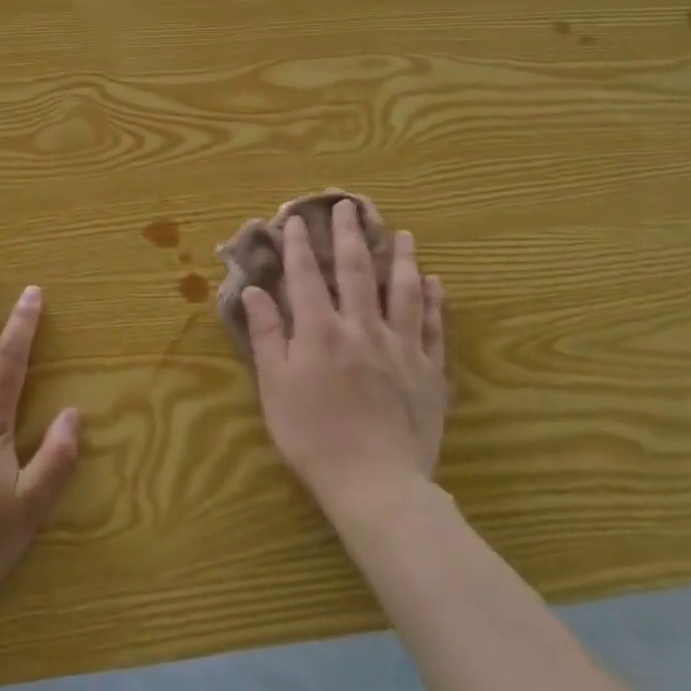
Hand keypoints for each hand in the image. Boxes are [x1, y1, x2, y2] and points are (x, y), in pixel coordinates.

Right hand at [242, 201, 446, 521]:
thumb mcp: (275, 387)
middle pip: (357, 271)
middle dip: (350, 235)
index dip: (300, 245)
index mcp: (320, 331)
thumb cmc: (313, 436)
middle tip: (349, 206)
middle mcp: (362, 327)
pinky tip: (435, 282)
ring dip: (401, 258)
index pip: (307, 276)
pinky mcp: (429, 371)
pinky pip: (435, 327)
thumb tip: (254, 291)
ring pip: (404, 291)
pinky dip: (435, 301)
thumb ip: (266, 334)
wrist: (375, 483)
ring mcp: (401, 347)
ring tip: (401, 234)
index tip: (297, 219)